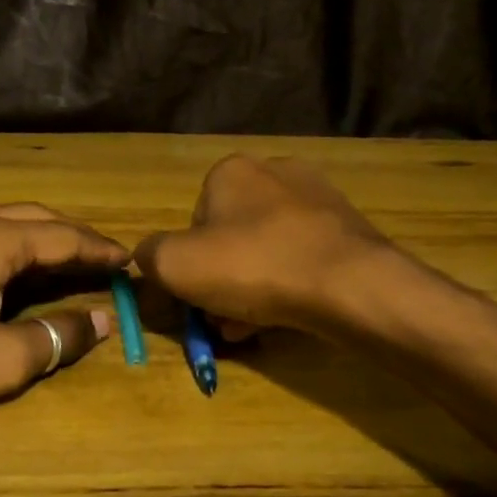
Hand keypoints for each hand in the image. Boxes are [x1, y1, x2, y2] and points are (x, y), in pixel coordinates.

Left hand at [0, 203, 126, 427]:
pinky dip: (6, 248)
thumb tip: (102, 319)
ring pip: (1, 223)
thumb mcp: (0, 361)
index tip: (132, 261)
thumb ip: (58, 336)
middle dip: (75, 238)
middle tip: (104, 261)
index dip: (102, 250)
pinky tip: (5, 272)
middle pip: (36, 219)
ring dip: (39, 240)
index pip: (65, 237)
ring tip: (64, 264)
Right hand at [134, 155, 394, 333]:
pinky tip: (283, 317)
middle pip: (231, 237)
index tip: (196, 297)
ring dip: (251, 288)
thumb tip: (148, 257)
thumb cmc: (253, 265)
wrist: (348, 283)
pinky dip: (286, 285)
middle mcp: (275, 172)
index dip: (189, 263)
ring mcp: (317, 198)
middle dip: (221, 280)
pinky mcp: (346, 228)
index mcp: (230, 171)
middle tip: (222, 317)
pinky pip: (300, 258)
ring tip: (250, 326)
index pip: (193, 220)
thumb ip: (149, 256)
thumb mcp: (175, 265)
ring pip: (266, 250)